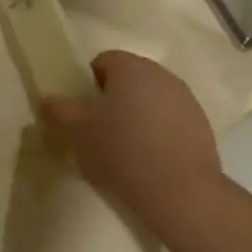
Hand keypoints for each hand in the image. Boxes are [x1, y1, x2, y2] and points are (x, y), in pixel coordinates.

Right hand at [42, 52, 222, 232]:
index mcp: (131, 69)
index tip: (85, 111)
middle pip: (131, 76)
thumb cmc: (122, 153)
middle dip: (115, 96)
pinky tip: (152, 156)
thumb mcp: (79, 133)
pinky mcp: (202, 123)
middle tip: (102, 128)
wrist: (180, 191)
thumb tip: (49, 99)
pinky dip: (159, 128)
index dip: (90, 83)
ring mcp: (186, 98)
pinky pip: (171, 117)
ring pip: (153, 96)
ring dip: (139, 111)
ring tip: (128, 145)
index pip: (104, 60)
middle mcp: (161, 75)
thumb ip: (61, 110)